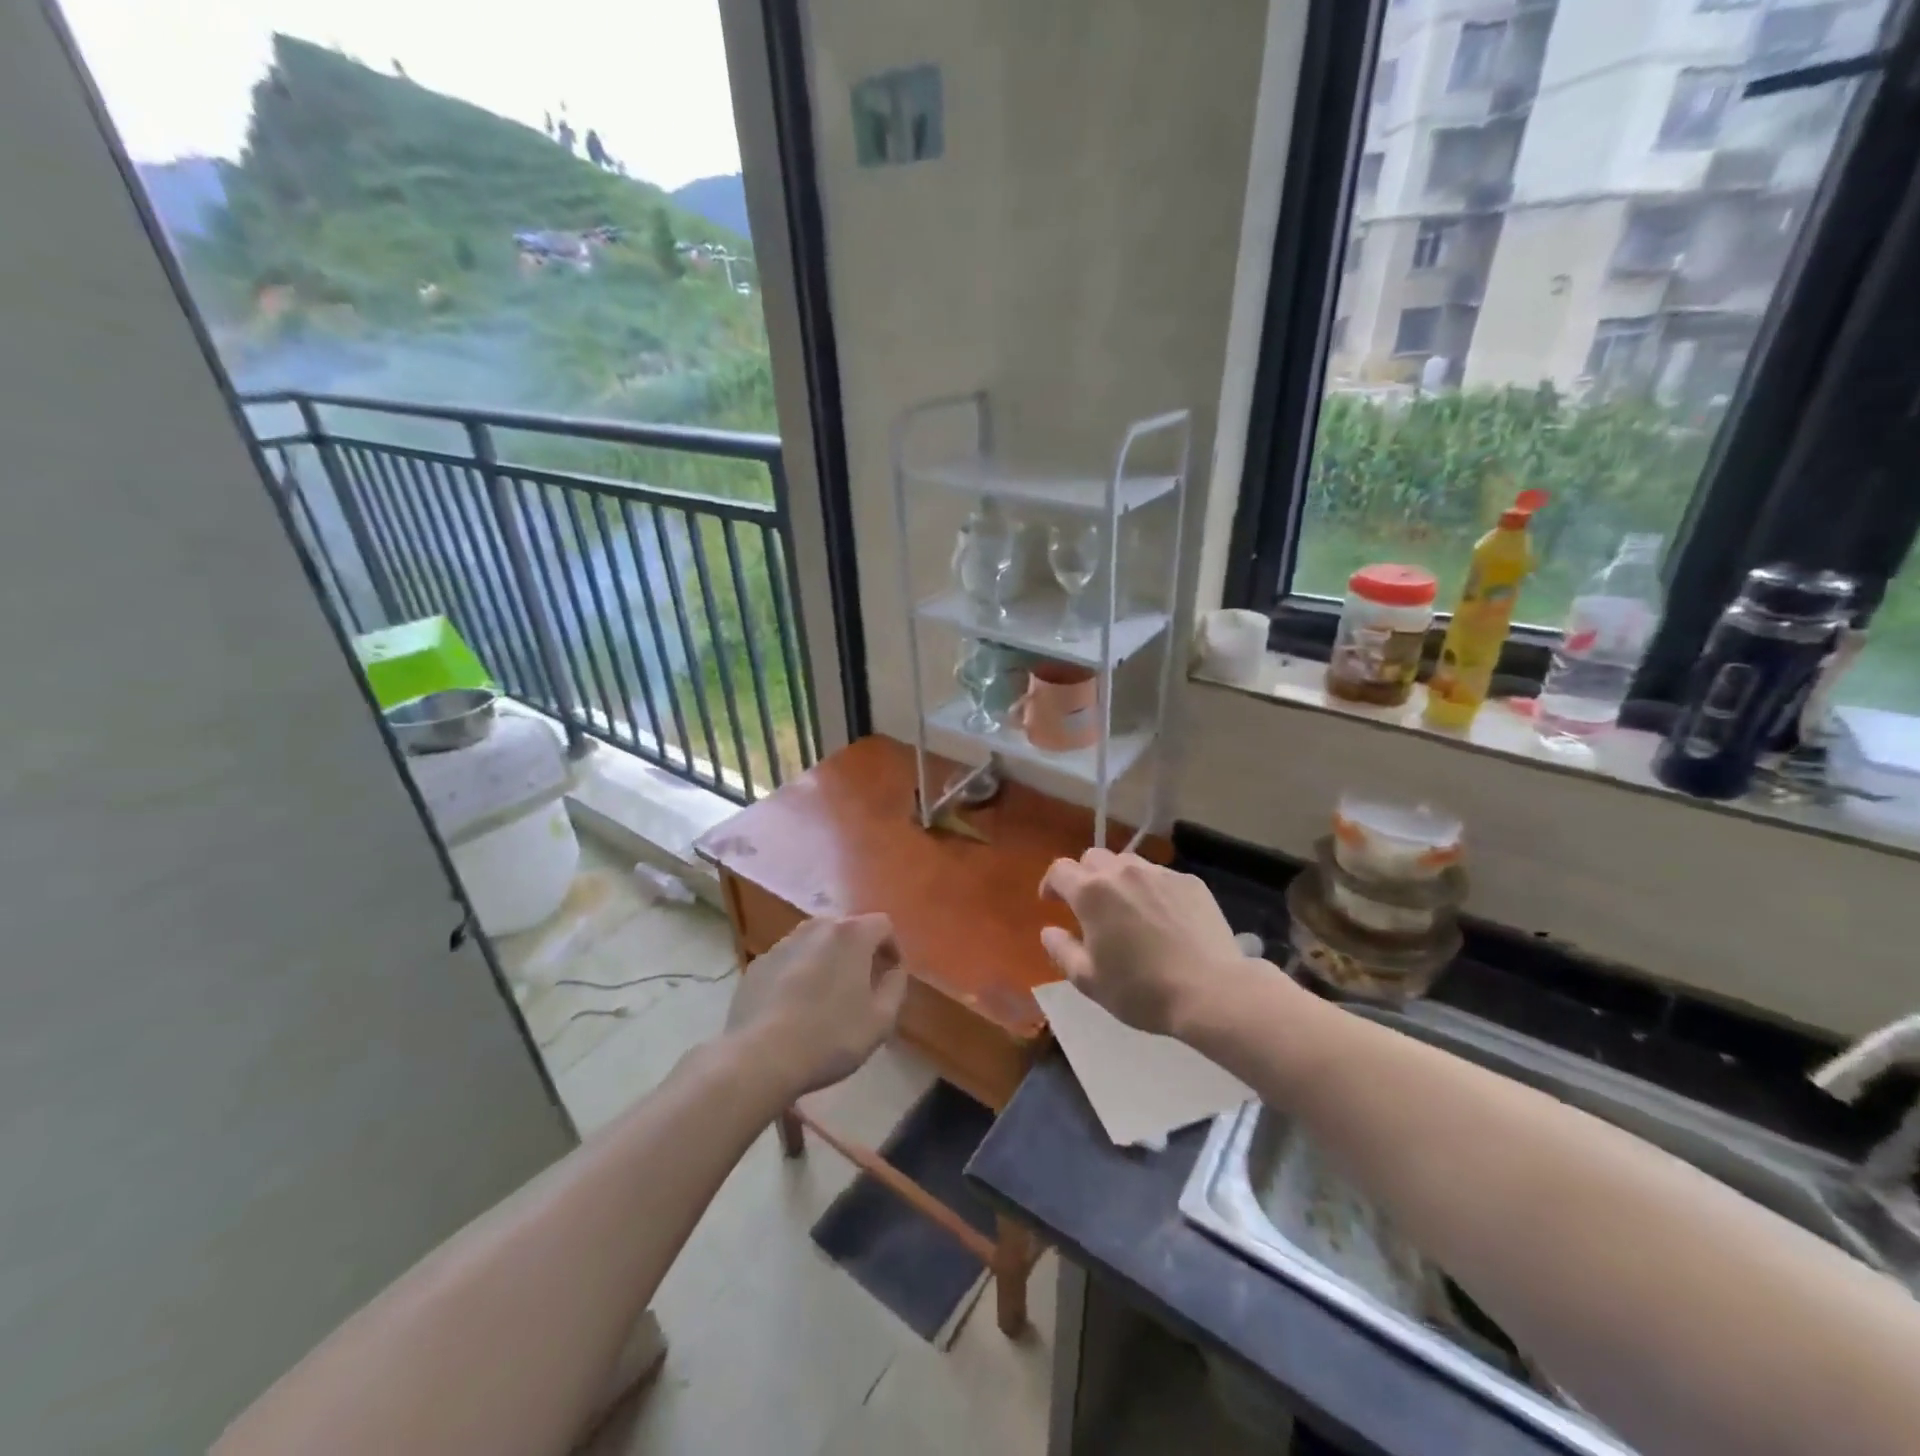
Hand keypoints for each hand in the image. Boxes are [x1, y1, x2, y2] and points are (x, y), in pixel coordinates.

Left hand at [725, 913, 906, 1098]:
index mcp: (851, 935)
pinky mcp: (759, 964)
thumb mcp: (881, 1020)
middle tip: (862, 987)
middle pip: (847, 930)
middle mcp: (816, 928)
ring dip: (827, 961)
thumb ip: (896, 986)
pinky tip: (795, 1008)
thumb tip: (894, 970)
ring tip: (826, 997)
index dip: (892, 948)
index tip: (890, 976)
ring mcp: (783, 944)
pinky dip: (799, 974)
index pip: (882, 925)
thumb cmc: (830, 1037)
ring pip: (816, 944)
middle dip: (859, 953)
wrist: (760, 1058)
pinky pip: (790, 961)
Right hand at [1039, 850, 1249, 1036]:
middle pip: (1093, 857)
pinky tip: (1162, 917)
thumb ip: (1062, 950)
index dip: (1051, 884)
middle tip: (1089, 905)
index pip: (1060, 870)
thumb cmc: (1141, 990)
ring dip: (1118, 878)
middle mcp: (1123, 872)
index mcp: (1092, 892)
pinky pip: (1161, 876)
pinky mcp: (1190, 882)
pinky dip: (1151, 889)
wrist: (1211, 991)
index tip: (1051, 902)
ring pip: (1128, 862)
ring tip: (1127, 908)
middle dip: (1084, 876)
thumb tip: (1049, 931)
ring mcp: (1160, 873)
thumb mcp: (1089, 980)